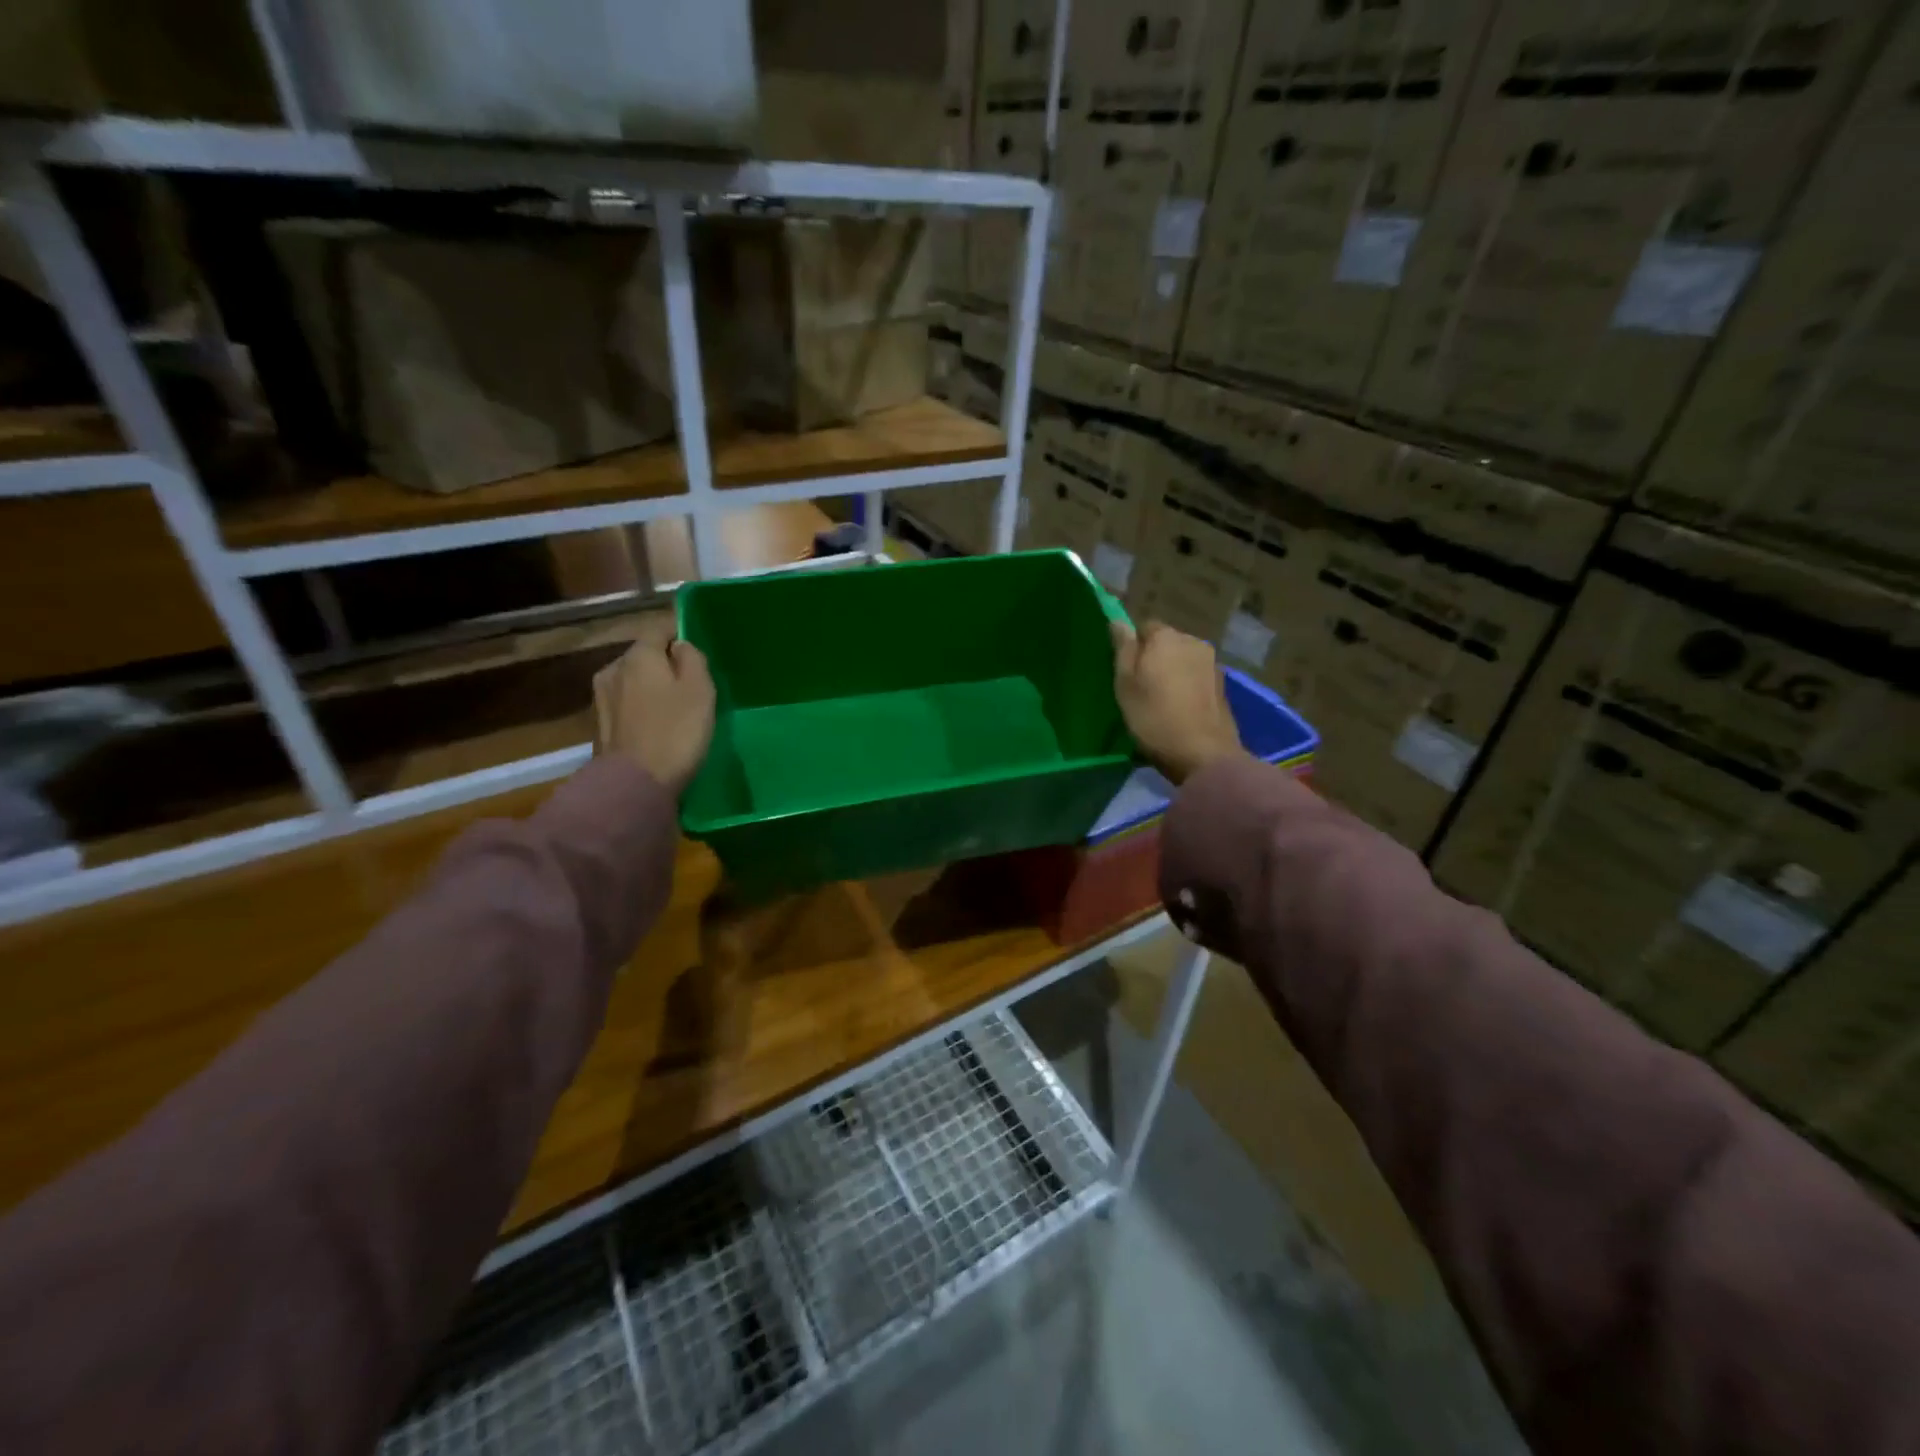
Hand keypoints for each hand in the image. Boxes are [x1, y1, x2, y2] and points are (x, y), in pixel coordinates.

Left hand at [593, 637, 715, 796]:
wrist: (635, 783)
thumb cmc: (676, 731)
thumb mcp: (700, 689)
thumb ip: (692, 658)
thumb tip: (680, 647)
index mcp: (638, 654)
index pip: (659, 628)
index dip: (680, 633)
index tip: (698, 649)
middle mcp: (613, 668)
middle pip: (644, 655)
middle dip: (665, 663)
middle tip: (691, 682)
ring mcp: (601, 697)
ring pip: (633, 680)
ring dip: (651, 687)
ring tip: (674, 706)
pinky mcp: (600, 725)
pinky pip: (626, 704)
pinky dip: (641, 708)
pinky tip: (655, 725)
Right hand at [1110, 620, 1245, 785]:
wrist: (1203, 754)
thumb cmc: (1154, 716)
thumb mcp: (1126, 684)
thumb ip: (1123, 649)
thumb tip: (1118, 621)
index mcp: (1167, 637)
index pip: (1144, 627)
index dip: (1132, 647)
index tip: (1125, 671)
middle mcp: (1194, 642)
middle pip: (1167, 642)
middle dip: (1154, 658)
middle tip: (1141, 688)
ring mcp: (1212, 664)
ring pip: (1183, 660)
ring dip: (1172, 672)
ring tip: (1161, 700)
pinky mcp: (1223, 686)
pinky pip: (1197, 677)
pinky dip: (1187, 686)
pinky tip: (1180, 708)